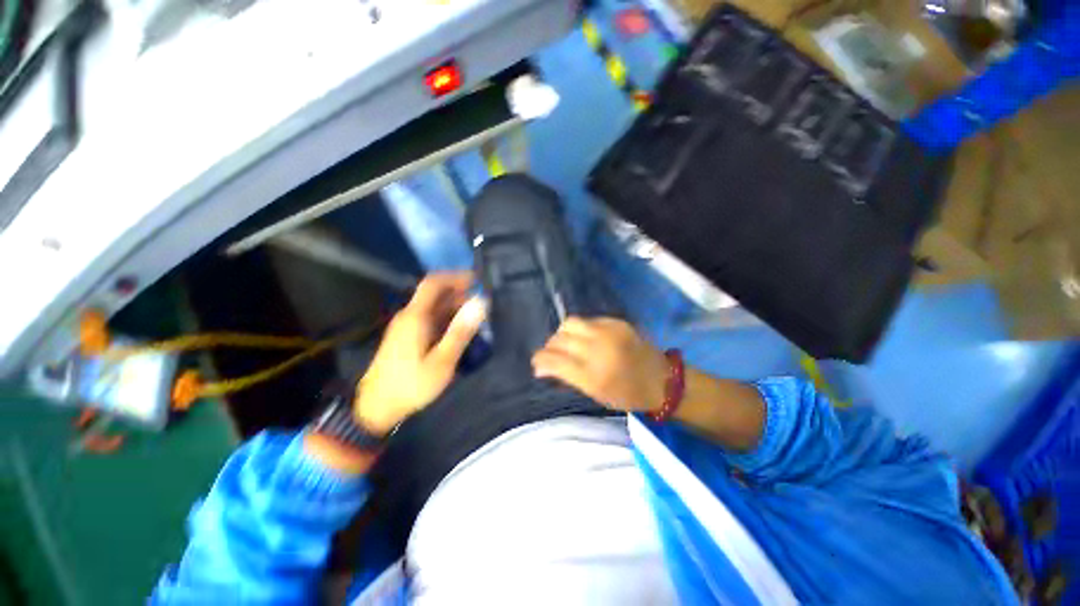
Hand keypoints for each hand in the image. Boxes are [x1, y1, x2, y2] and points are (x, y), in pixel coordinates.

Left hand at [356, 272, 486, 434]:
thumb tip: (480, 303)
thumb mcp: (442, 361)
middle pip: (435, 294)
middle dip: (460, 292)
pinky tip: (459, 329)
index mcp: (416, 316)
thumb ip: (461, 331)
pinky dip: (447, 318)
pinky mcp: (407, 336)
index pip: (434, 283)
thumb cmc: (411, 384)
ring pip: (434, 307)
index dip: (456, 276)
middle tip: (482, 302)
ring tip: (476, 316)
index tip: (477, 279)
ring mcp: (407, 326)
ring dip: (455, 306)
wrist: (376, 407)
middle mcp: (409, 315)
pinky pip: (430, 318)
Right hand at [532, 317, 667, 411]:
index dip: (540, 360)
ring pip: (570, 323)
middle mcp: (598, 349)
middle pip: (559, 339)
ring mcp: (608, 332)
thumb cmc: (628, 395)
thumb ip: (569, 377)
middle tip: (551, 355)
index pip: (555, 361)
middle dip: (549, 347)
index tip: (536, 364)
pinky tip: (585, 338)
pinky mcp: (616, 322)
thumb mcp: (596, 394)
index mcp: (593, 376)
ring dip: (562, 334)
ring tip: (565, 344)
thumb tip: (544, 366)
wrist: (663, 380)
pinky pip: (587, 320)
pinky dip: (580, 329)